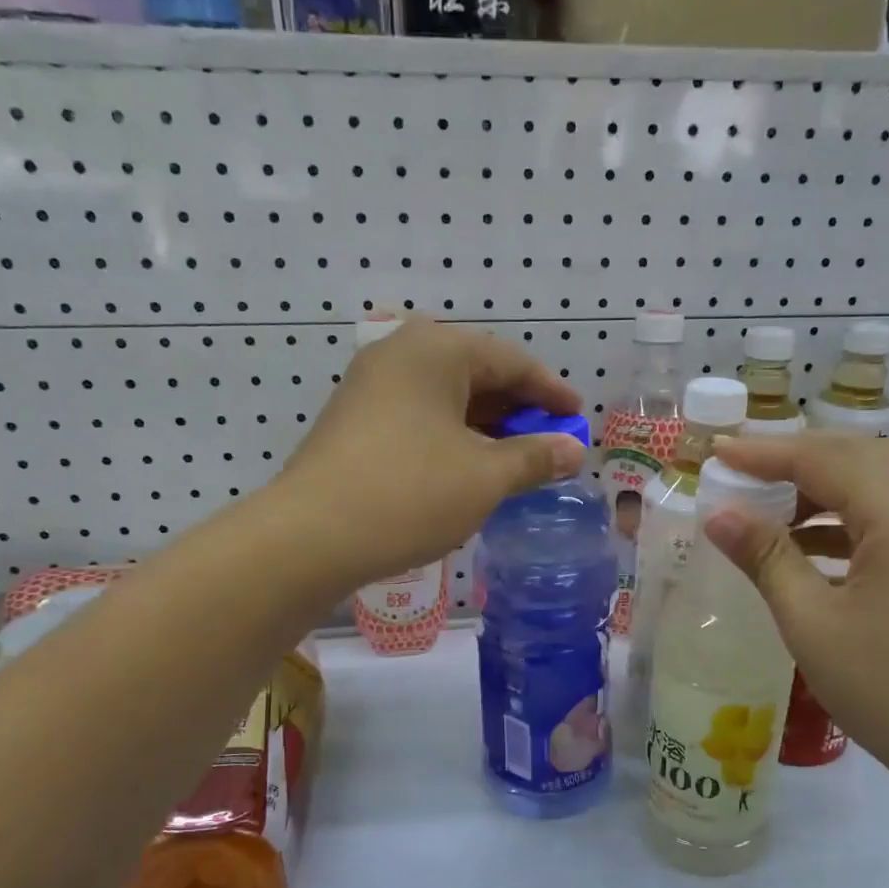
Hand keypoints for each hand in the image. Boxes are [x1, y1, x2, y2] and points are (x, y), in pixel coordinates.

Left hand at [273, 319, 587, 588]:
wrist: (309, 537)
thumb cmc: (409, 494)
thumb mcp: (485, 477)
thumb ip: (535, 457)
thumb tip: (573, 451)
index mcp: (435, 350)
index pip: (510, 360)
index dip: (551, 391)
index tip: (579, 418)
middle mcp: (399, 355)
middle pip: (476, 375)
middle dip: (518, 412)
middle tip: (550, 444)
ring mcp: (370, 388)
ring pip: (446, 400)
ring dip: (486, 430)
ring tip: (516, 463)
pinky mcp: (354, 423)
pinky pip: (420, 420)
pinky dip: (453, 440)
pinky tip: (469, 472)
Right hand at [705, 432, 888, 803]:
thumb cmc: (888, 687)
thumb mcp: (811, 622)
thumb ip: (765, 557)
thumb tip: (719, 514)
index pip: (822, 458)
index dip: (763, 452)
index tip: (715, 453)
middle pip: (854, 458)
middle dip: (792, 458)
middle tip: (738, 470)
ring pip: (873, 487)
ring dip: (817, 489)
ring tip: (763, 508)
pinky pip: (887, 520)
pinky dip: (842, 521)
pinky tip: (807, 547)